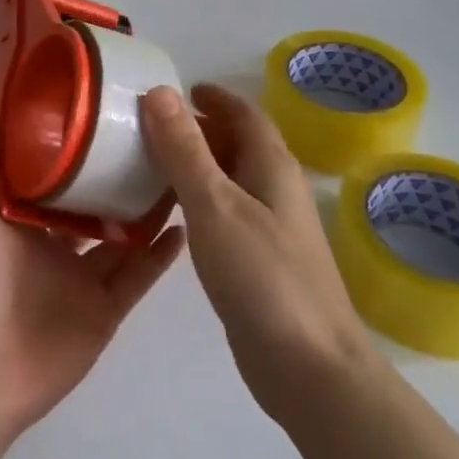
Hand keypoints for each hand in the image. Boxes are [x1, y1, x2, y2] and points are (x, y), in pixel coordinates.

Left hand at [0, 131, 184, 450]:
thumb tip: (6, 118)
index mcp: (22, 218)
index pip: (56, 175)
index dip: (79, 149)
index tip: (107, 116)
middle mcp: (54, 244)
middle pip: (95, 203)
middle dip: (118, 177)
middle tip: (154, 142)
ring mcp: (82, 279)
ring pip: (122, 237)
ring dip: (146, 211)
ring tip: (177, 175)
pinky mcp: (105, 310)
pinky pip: (138, 276)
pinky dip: (160, 254)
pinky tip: (183, 226)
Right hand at [140, 84, 376, 425]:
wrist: (309, 367)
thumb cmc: (261, 276)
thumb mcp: (214, 204)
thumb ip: (185, 149)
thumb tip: (160, 91)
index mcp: (272, 166)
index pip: (244, 114)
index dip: (213, 98)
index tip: (176, 90)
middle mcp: (276, 189)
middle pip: (238, 143)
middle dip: (199, 129)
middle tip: (150, 126)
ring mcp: (272, 227)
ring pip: (231, 178)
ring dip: (197, 164)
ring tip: (151, 163)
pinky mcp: (261, 260)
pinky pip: (227, 211)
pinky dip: (199, 199)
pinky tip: (173, 215)